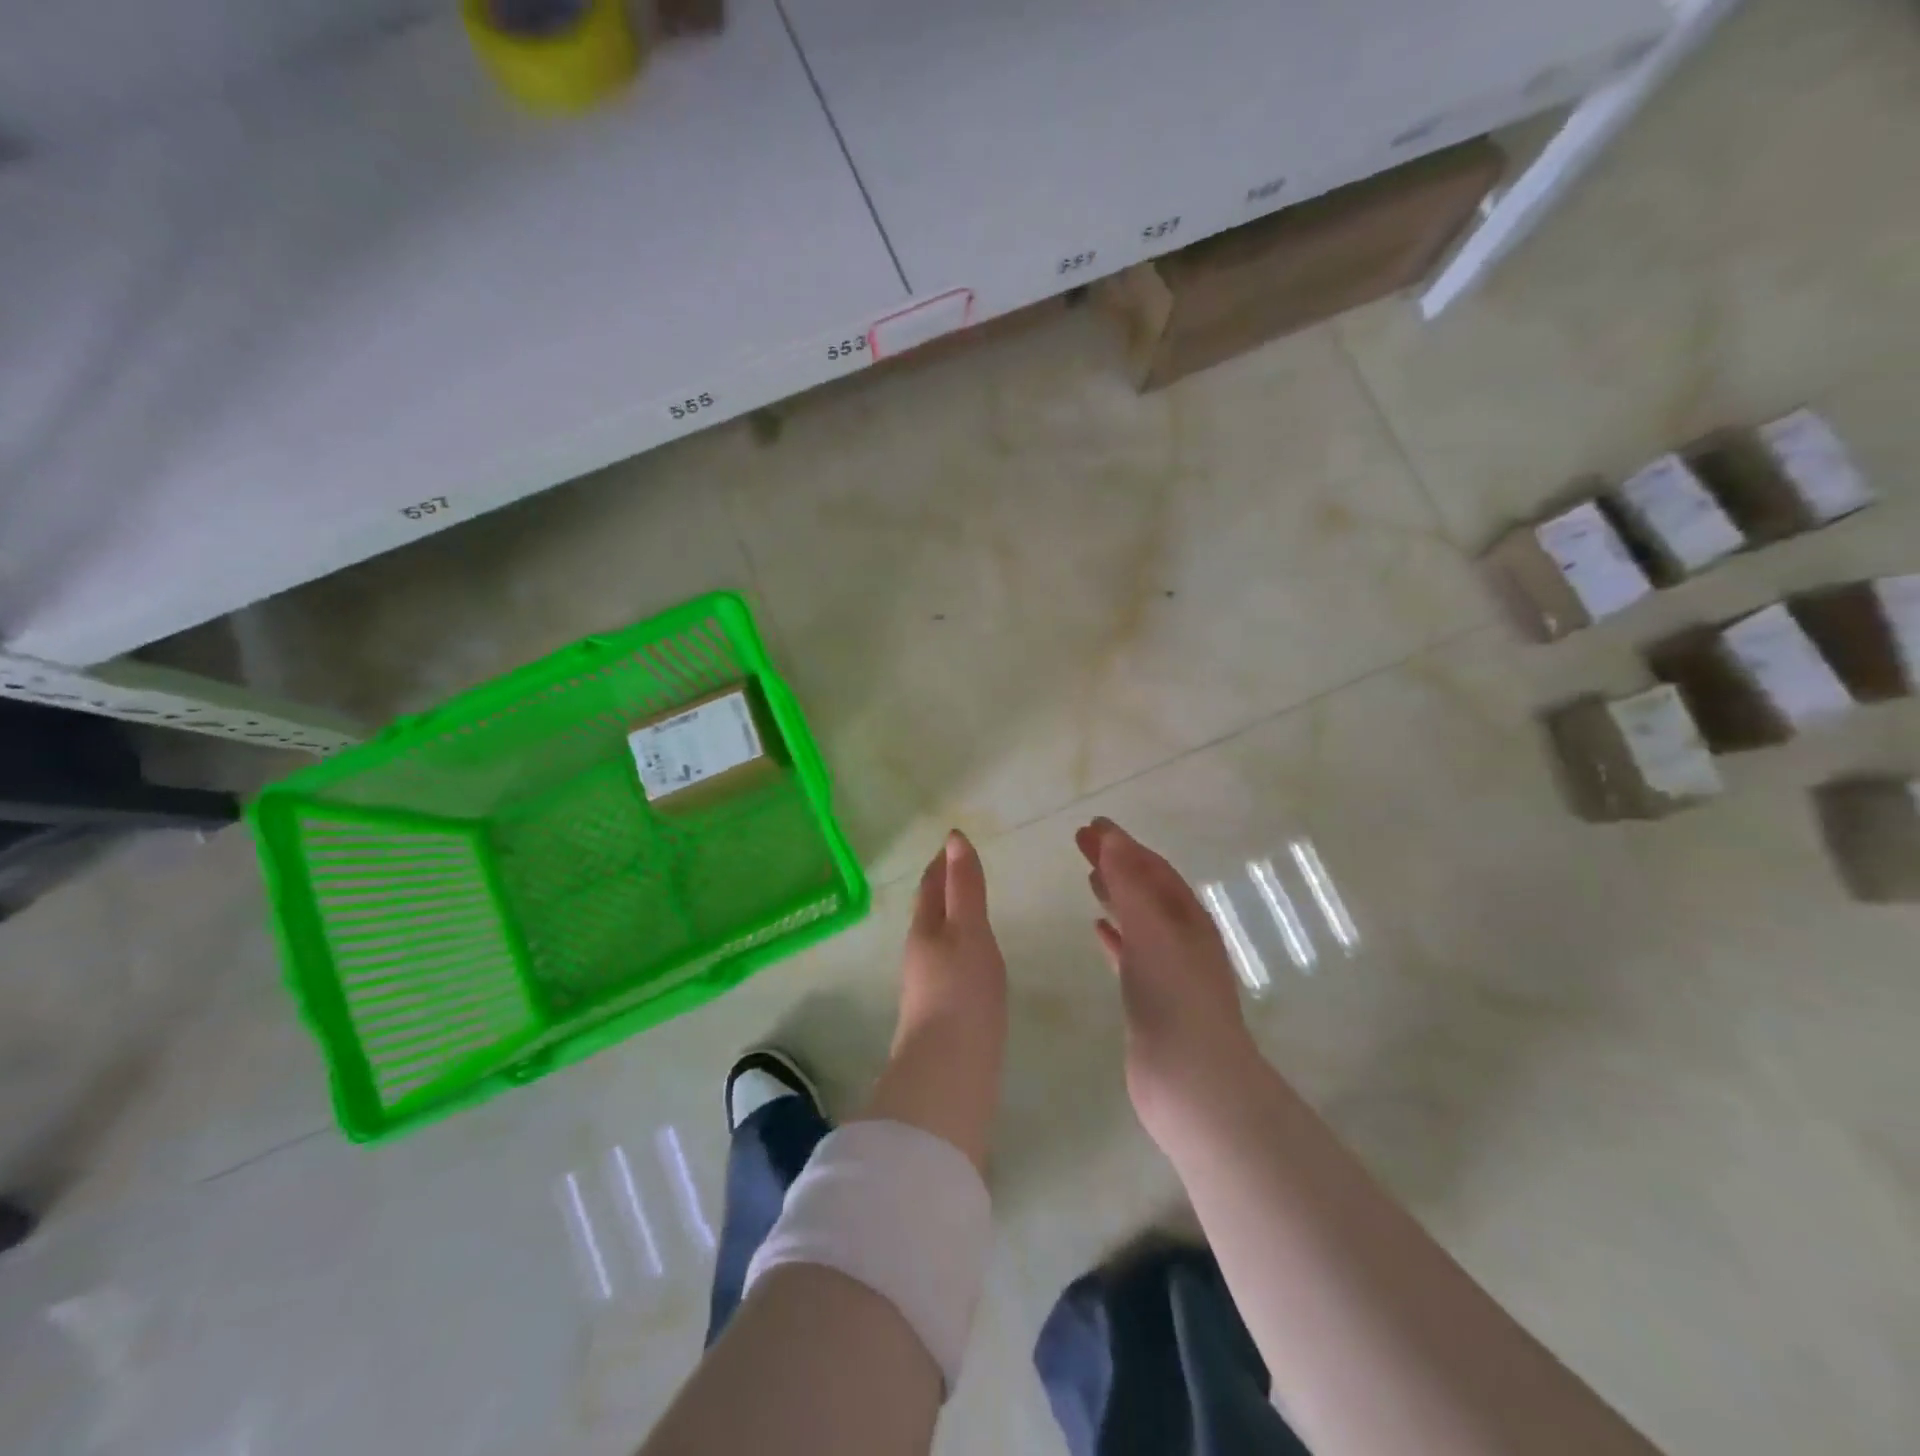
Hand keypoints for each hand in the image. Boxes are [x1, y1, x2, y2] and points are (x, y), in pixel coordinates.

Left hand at [857, 831, 1007, 1172]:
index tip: (951, 845)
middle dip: (942, 890)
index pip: (930, 887)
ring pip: (937, 941)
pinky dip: (960, 951)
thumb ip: (965, 887)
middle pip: (930, 913)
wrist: (948, 1074)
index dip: (941, 864)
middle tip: (961, 872)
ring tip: (970, 912)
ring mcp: (927, 987)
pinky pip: (949, 968)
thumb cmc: (962, 992)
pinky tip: (973, 963)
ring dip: (950, 921)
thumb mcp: (969, 930)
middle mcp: (920, 955)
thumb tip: (954, 838)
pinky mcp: (941, 1015)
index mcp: (925, 930)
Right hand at [1075, 818, 1258, 1141]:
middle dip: (1115, 863)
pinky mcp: (1149, 999)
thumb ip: (1129, 883)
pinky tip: (1097, 929)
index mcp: (1188, 918)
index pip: (1152, 868)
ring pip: (1136, 920)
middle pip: (1143, 889)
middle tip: (1081, 841)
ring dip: (1115, 895)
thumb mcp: (1152, 930)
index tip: (1092, 825)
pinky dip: (1113, 936)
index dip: (1123, 844)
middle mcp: (1181, 938)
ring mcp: (1167, 970)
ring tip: (1088, 878)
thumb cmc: (1174, 997)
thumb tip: (1111, 837)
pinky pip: (1129, 954)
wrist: (1191, 1082)